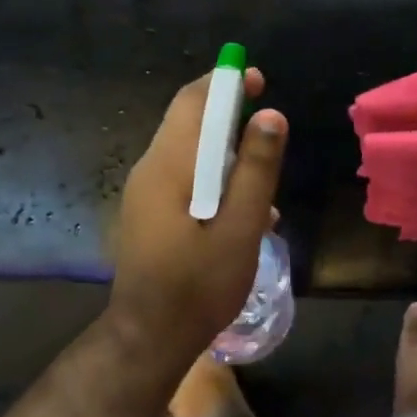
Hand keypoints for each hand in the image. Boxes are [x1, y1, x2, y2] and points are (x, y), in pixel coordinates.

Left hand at [107, 67, 286, 366]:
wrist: (149, 337)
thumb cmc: (198, 285)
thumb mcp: (240, 228)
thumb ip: (255, 170)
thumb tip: (271, 116)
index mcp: (168, 166)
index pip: (193, 101)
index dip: (225, 82)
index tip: (257, 78)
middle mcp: (150, 169)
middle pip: (188, 122)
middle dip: (229, 116)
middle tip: (269, 129)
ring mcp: (145, 193)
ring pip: (189, 153)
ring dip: (226, 155)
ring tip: (263, 184)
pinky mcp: (149, 213)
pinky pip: (184, 179)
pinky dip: (214, 181)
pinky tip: (243, 214)